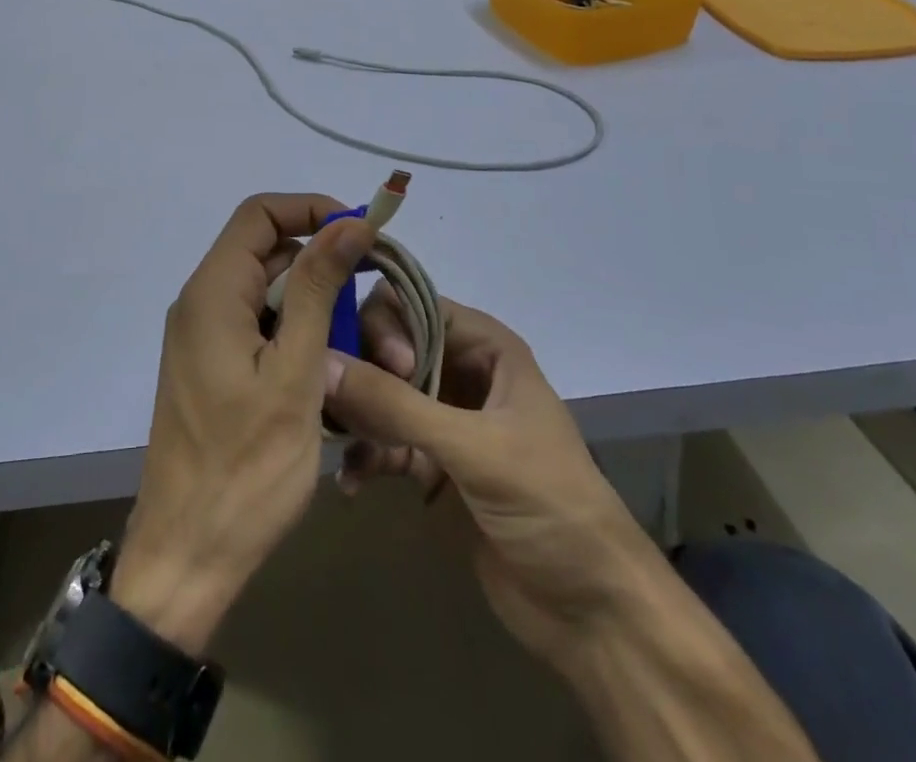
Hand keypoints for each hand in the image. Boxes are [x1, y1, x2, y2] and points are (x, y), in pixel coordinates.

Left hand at [111, 194, 372, 653]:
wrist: (188, 557)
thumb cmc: (246, 468)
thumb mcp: (296, 371)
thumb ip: (319, 289)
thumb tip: (348, 223)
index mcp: (211, 292)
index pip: (260, 214)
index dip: (311, 210)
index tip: (362, 234)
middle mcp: (201, 303)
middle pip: (268, 255)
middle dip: (324, 271)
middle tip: (376, 308)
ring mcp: (204, 337)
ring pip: (269, 297)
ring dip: (318, 313)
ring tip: (364, 354)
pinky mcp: (213, 368)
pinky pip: (260, 331)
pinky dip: (298, 341)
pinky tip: (330, 378)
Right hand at [324, 291, 663, 662]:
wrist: (594, 613)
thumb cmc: (548, 506)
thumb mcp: (474, 448)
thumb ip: (395, 404)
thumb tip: (321, 362)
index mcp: (485, 346)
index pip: (412, 302)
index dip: (387, 324)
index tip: (385, 367)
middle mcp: (461, 370)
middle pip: (387, 344)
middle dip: (360, 370)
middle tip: (346, 408)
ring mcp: (445, 418)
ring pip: (380, 393)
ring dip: (356, 416)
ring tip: (336, 442)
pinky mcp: (432, 464)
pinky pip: (383, 442)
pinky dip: (365, 456)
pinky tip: (352, 483)